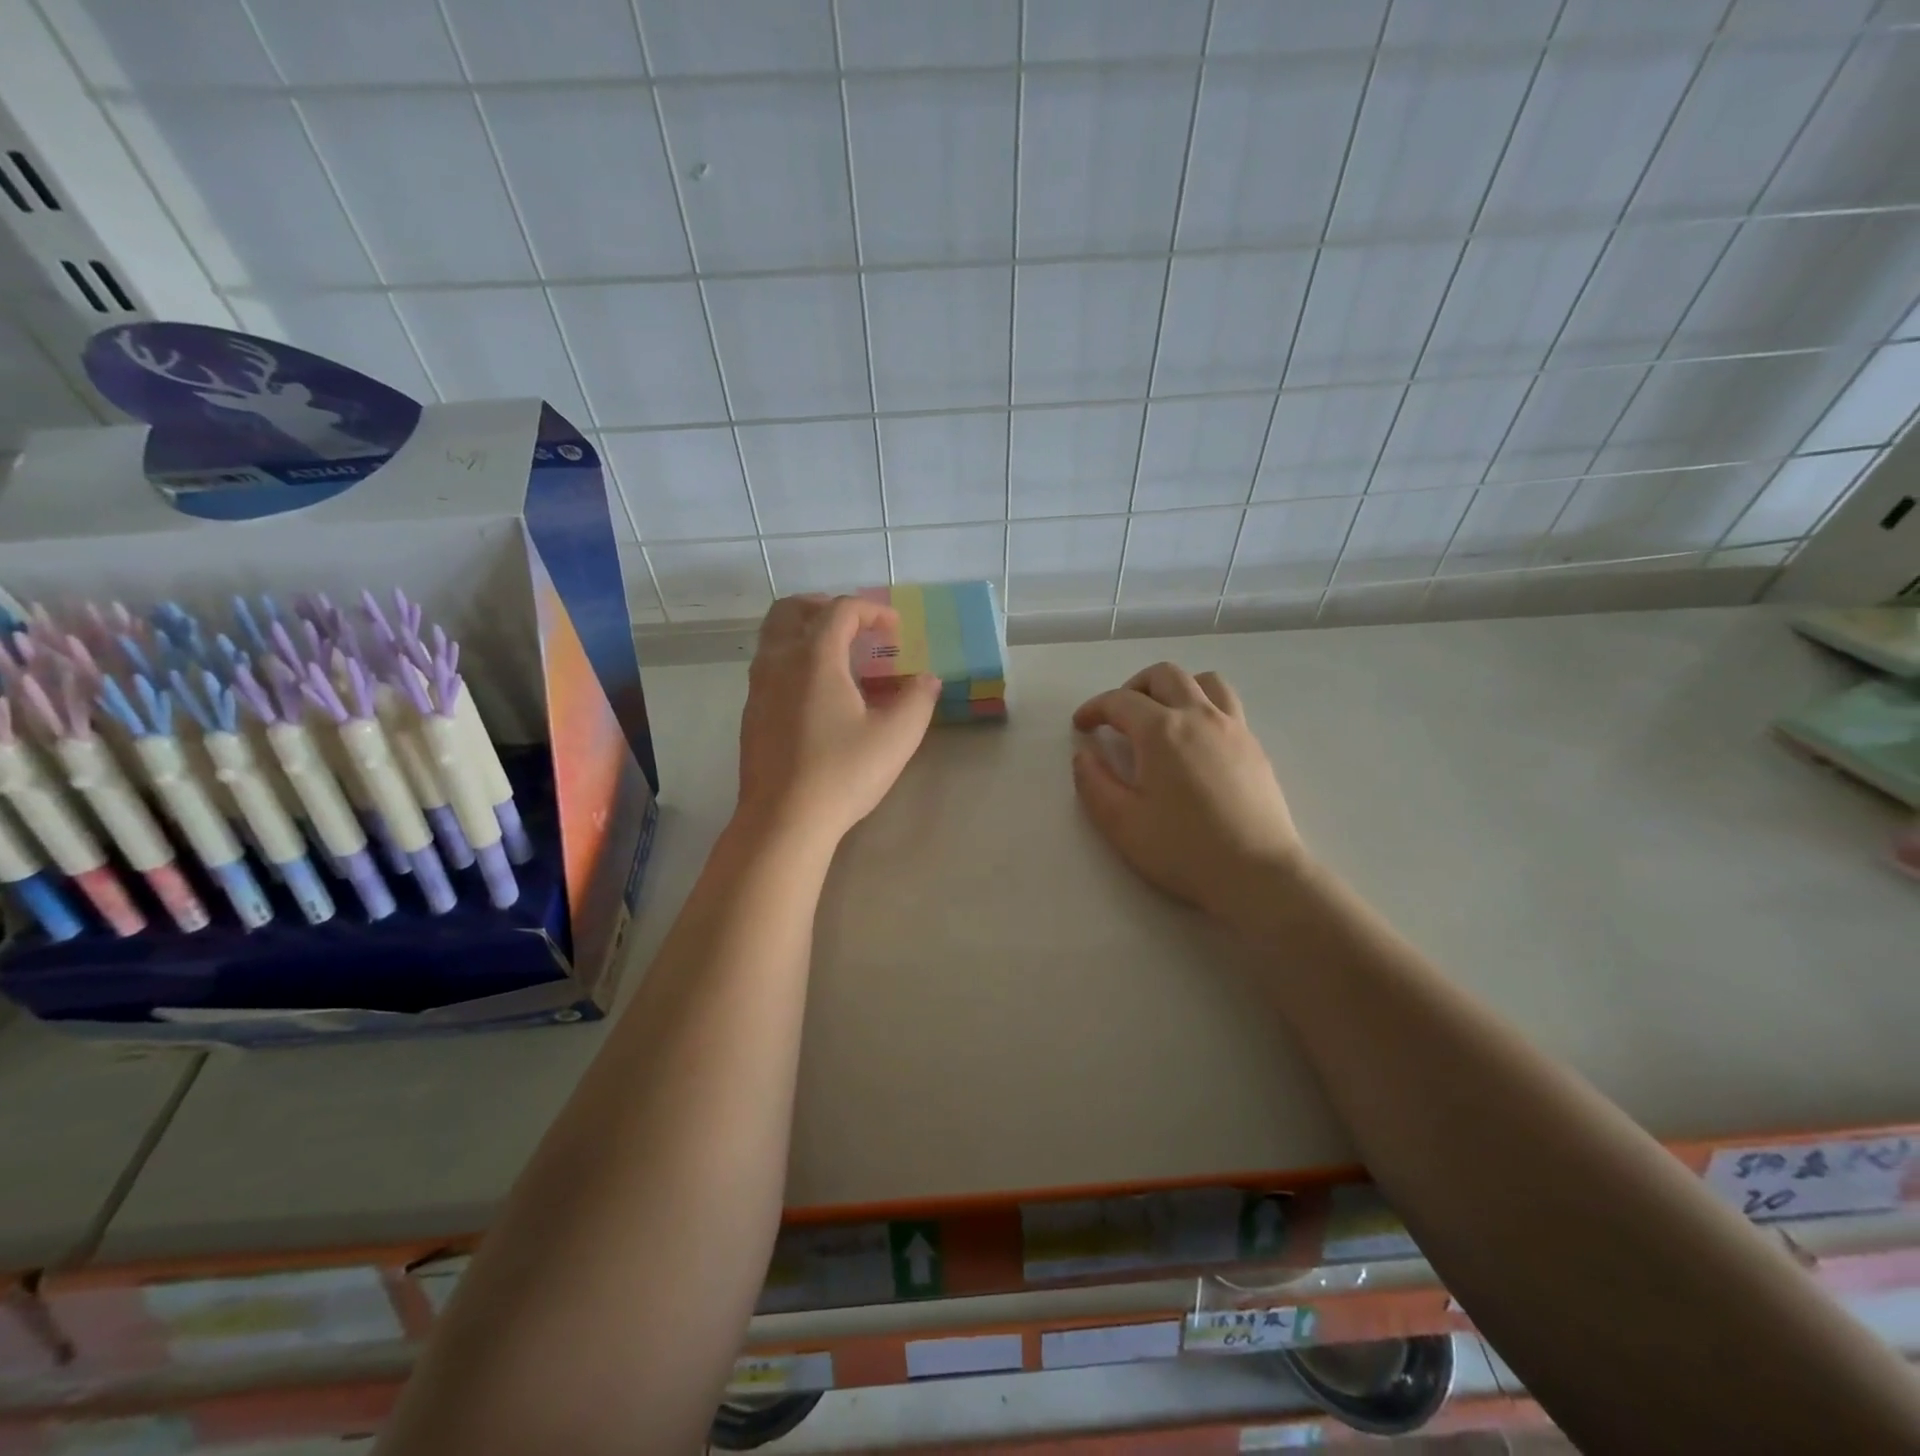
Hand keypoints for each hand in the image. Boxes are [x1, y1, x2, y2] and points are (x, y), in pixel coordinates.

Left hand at [736, 594, 939, 845]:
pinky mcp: (752, 715)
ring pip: (773, 637)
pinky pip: (769, 667)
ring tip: (838, 656)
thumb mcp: (896, 736)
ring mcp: (758, 688)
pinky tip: (817, 695)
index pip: (840, 610)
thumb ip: (917, 700)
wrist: (783, 821)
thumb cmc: (842, 773)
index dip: (872, 611)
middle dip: (824, 606)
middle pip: (791, 610)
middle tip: (855, 626)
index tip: (895, 629)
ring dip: (805, 631)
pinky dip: (792, 660)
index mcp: (814, 658)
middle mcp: (779, 662)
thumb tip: (927, 679)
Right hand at [1071, 663, 1305, 920]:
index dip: (1094, 708)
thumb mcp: (1121, 823)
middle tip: (1118, 717)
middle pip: (1164, 675)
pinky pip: (1226, 705)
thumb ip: (1093, 782)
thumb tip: (1084, 754)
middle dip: (1133, 688)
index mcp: (1161, 731)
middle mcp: (1199, 716)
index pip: (1120, 701)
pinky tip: (1194, 740)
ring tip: (1161, 716)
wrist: (1257, 874)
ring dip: (1175, 688)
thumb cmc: (1183, 850)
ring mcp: (1233, 727)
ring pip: (1204, 681)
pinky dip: (1203, 706)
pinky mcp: (1254, 746)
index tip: (1081, 726)